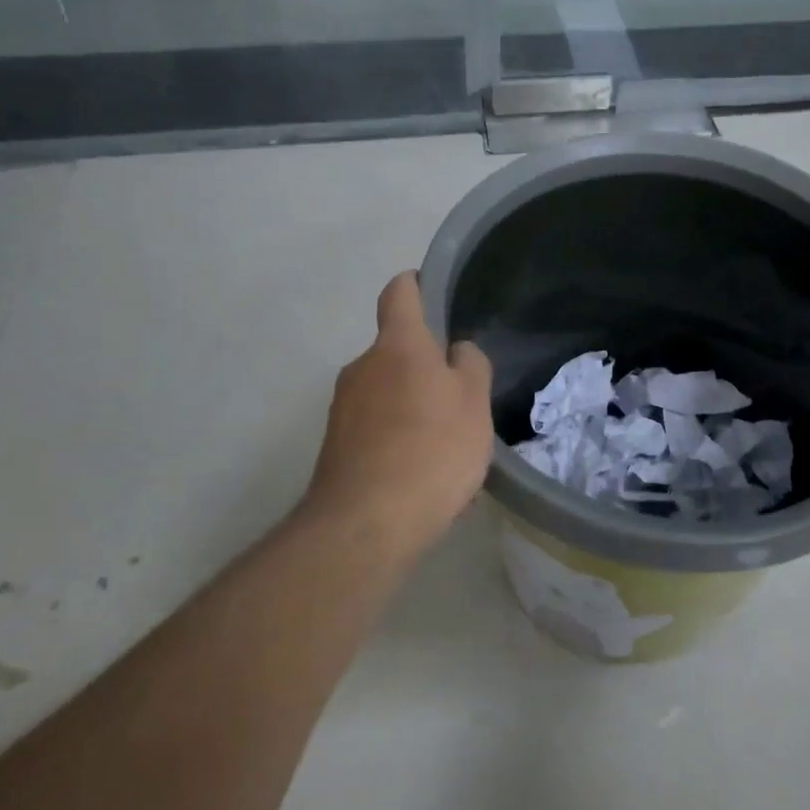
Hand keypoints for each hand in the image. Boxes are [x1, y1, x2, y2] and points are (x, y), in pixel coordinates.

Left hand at [300, 272, 494, 558]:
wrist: (365, 525)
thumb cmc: (431, 450)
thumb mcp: (474, 403)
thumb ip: (469, 365)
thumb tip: (455, 351)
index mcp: (397, 346)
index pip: (400, 293)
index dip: (416, 284)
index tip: (431, 290)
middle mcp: (362, 366)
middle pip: (395, 349)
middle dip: (422, 364)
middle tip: (457, 395)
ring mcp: (342, 407)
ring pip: (385, 390)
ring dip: (409, 403)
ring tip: (442, 442)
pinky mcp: (335, 445)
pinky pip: (373, 426)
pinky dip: (395, 436)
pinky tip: (417, 470)